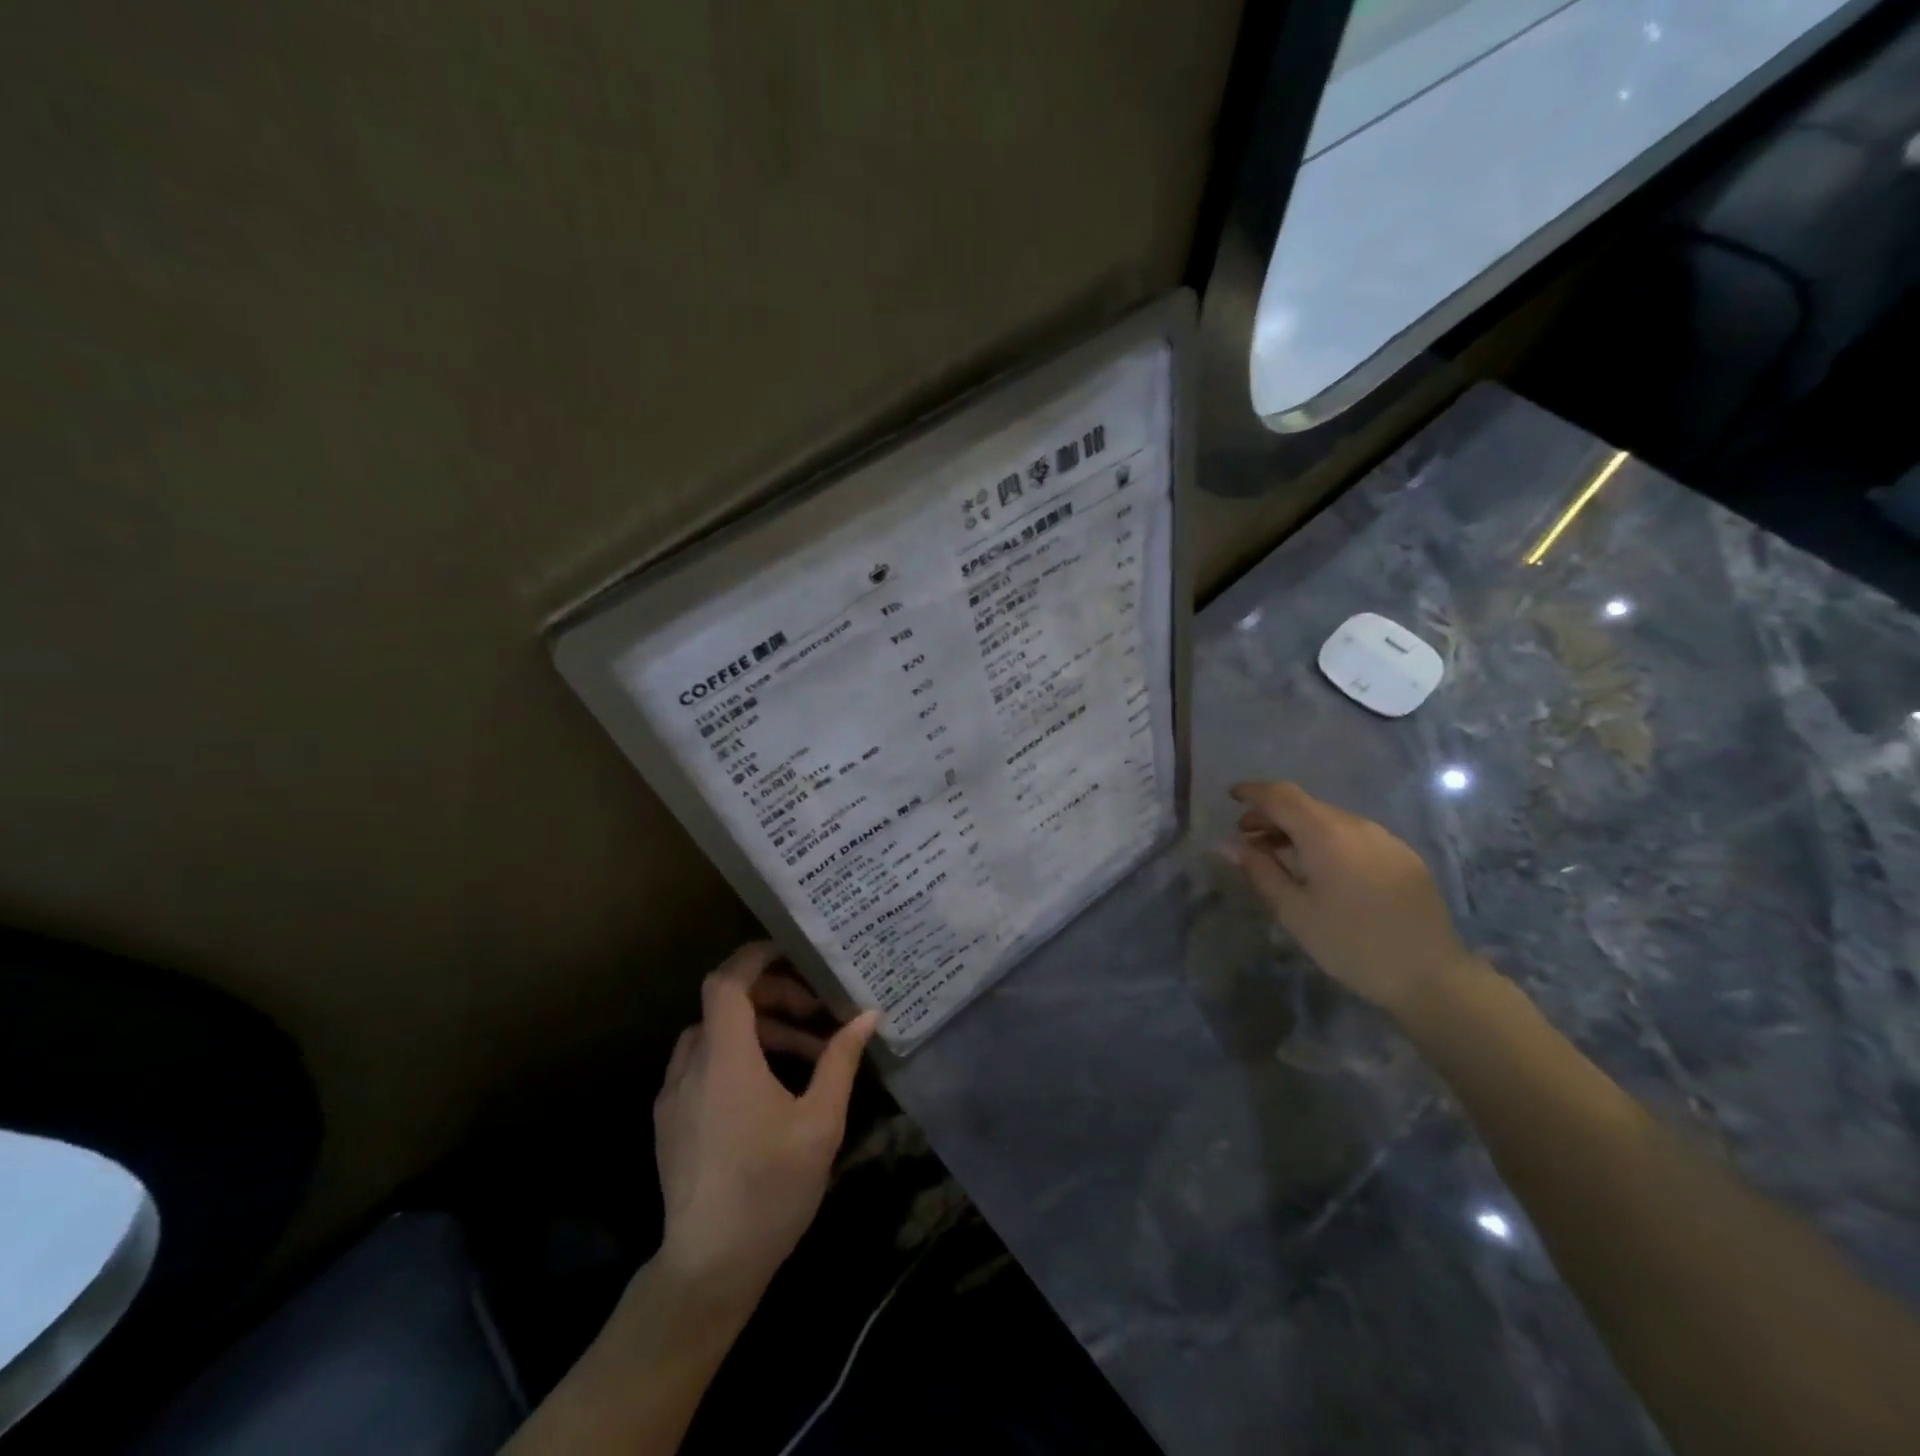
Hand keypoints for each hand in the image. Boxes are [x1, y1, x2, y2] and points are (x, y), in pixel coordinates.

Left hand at [652, 942, 879, 1311]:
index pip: (727, 982)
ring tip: (807, 1055)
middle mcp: (691, 1067)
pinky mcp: (669, 1122)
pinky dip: (736, 1057)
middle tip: (817, 1014)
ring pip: (714, 1037)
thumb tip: (867, 1015)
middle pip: (726, 1006)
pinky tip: (769, 1090)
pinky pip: (702, 1066)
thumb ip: (840, 1061)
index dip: (755, 958)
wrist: (708, 1268)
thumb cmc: (770, 1188)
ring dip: (758, 1031)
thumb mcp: (820, 1122)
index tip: (791, 952)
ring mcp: (674, 1096)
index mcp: (725, 1058)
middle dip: (774, 999)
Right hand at [1227, 781, 1478, 1020]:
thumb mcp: (1294, 911)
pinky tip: (1321, 870)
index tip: (1231, 796)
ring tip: (1280, 856)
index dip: (1253, 792)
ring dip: (1299, 830)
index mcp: (1326, 833)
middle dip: (1272, 815)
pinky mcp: (1403, 857)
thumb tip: (1227, 844)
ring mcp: (1385, 839)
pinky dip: (1327, 841)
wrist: (1431, 976)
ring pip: (1331, 821)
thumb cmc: (1350, 944)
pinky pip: (1355, 836)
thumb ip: (1259, 871)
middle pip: (1306, 806)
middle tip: (1247, 838)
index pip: (1282, 795)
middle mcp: (1357, 825)